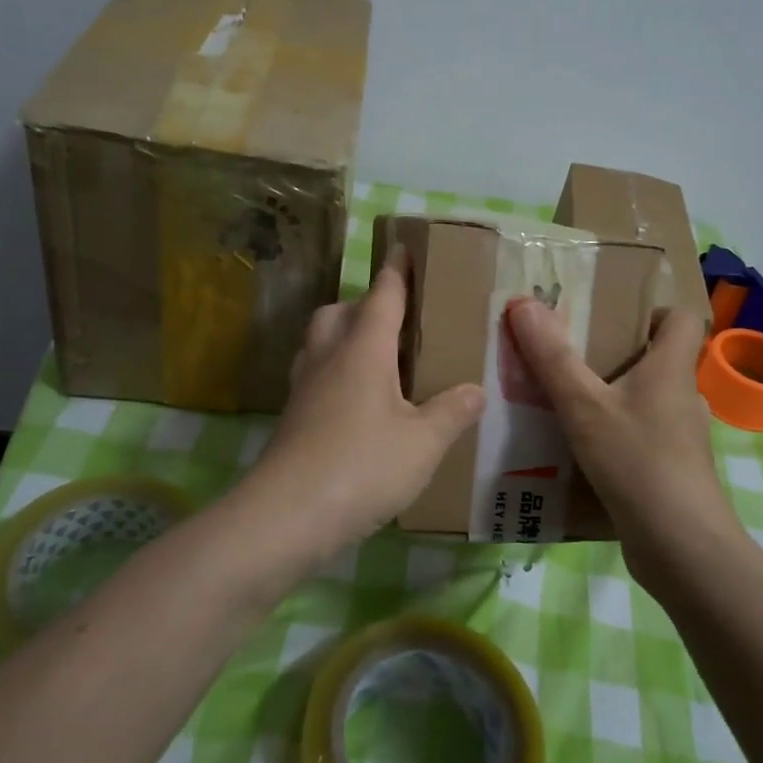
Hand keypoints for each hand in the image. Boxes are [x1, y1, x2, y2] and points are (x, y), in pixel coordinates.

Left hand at [247, 249, 484, 560]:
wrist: (286, 515)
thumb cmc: (362, 466)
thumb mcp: (423, 443)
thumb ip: (452, 412)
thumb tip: (475, 390)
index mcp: (364, 349)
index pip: (383, 296)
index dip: (397, 270)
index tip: (405, 247)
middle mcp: (329, 357)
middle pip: (340, 311)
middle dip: (365, 305)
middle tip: (397, 322)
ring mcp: (304, 387)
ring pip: (320, 341)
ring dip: (345, 335)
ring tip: (378, 359)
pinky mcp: (292, 416)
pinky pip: (314, 374)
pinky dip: (335, 372)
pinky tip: (357, 403)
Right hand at [504, 301, 737, 584]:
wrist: (680, 547)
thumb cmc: (637, 461)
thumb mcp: (583, 405)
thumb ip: (552, 357)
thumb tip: (523, 302)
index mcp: (671, 369)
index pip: (682, 318)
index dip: (652, 310)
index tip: (611, 317)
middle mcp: (683, 397)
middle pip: (658, 359)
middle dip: (616, 353)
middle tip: (569, 355)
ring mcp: (681, 437)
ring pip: (646, 401)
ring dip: (612, 397)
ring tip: (566, 402)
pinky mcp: (672, 470)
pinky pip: (641, 436)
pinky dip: (615, 435)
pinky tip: (580, 450)